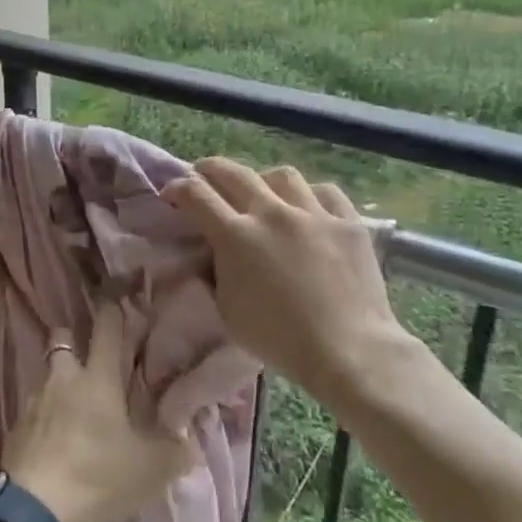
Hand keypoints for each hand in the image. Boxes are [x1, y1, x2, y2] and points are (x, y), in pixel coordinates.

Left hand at [3, 302, 196, 521]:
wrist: (34, 508)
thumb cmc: (97, 478)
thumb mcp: (150, 471)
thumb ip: (175, 451)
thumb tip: (189, 440)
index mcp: (98, 378)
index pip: (106, 328)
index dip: (114, 312)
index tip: (120, 304)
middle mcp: (63, 378)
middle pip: (62, 339)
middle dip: (74, 341)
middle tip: (92, 361)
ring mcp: (34, 399)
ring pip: (48, 374)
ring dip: (60, 382)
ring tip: (76, 408)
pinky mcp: (16, 424)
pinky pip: (34, 406)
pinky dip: (46, 414)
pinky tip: (57, 437)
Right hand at [162, 159, 423, 405]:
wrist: (349, 352)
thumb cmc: (279, 339)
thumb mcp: (227, 310)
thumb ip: (216, 273)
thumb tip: (214, 253)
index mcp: (235, 236)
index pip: (196, 195)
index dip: (178, 188)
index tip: (172, 193)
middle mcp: (271, 214)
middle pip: (233, 173)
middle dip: (210, 169)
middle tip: (203, 174)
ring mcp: (313, 214)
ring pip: (281, 175)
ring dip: (263, 180)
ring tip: (262, 193)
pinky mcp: (348, 222)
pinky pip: (325, 192)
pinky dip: (310, 195)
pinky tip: (308, 208)